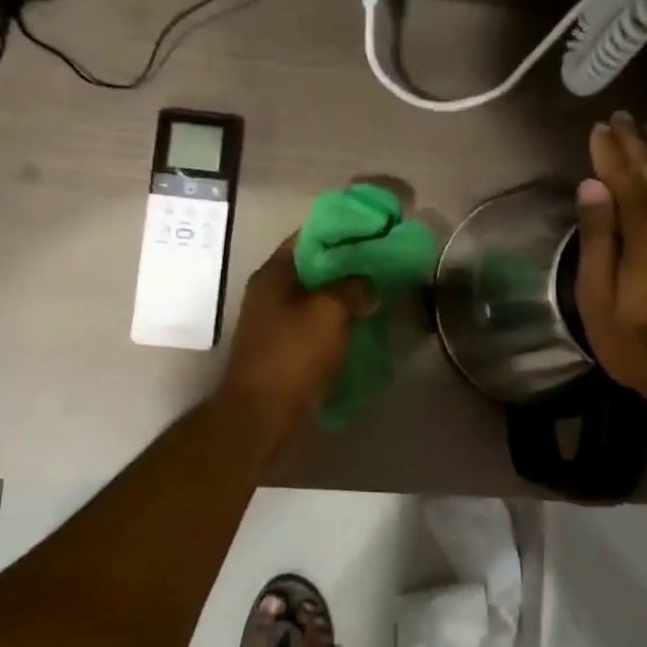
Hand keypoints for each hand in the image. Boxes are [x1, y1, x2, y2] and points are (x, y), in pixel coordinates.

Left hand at [219, 236, 373, 442]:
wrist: (262, 416)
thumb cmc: (292, 356)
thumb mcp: (329, 312)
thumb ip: (352, 288)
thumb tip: (367, 285)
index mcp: (274, 274)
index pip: (309, 236)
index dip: (341, 230)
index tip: (374, 230)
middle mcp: (270, 292)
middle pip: (314, 266)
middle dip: (348, 263)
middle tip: (384, 261)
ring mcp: (275, 322)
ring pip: (317, 296)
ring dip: (345, 294)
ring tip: (380, 290)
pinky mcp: (285, 348)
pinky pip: (317, 323)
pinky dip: (339, 320)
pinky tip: (365, 323)